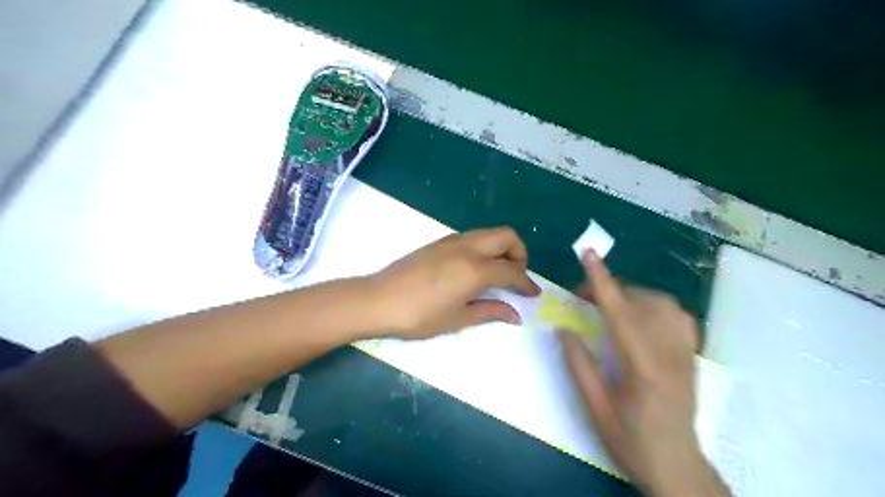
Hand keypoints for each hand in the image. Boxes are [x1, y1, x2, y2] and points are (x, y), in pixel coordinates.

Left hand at [366, 228, 539, 339]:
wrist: (378, 300)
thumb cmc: (419, 316)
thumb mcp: (458, 318)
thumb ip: (490, 311)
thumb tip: (516, 315)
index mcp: (476, 269)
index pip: (512, 270)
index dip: (526, 283)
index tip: (534, 294)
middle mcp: (468, 248)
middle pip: (506, 236)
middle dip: (519, 253)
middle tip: (516, 276)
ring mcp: (452, 241)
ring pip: (488, 233)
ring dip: (501, 247)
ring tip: (498, 272)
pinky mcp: (439, 242)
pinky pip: (472, 237)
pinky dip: (484, 247)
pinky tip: (475, 268)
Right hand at [562, 253, 729, 496]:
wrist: (677, 465)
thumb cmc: (630, 440)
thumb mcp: (595, 408)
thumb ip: (579, 365)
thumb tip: (563, 328)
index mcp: (641, 368)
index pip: (619, 312)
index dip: (601, 280)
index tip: (589, 254)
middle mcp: (668, 354)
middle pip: (641, 302)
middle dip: (610, 288)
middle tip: (584, 298)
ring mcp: (685, 353)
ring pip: (662, 303)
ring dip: (632, 294)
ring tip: (611, 305)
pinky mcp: (691, 355)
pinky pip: (678, 314)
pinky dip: (655, 304)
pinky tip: (641, 315)